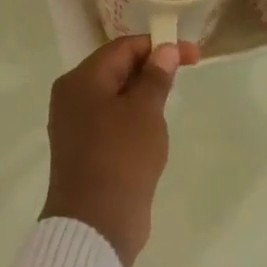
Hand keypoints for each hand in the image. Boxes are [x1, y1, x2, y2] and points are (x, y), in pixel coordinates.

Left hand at [41, 36, 197, 266]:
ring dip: (142, 95)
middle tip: (186, 76)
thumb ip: (155, 78)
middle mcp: (71, 99)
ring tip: (170, 102)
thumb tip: (165, 50)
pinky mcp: (85, 152)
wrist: (97, 221)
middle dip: (151, 68)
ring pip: (114, 98)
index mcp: (80, 81)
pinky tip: (152, 130)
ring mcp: (75, 127)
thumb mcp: (144, 112)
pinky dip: (132, 119)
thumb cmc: (122, 157)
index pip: (122, 48)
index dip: (159, 46)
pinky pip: (111, 123)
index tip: (194, 56)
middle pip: (115, 70)